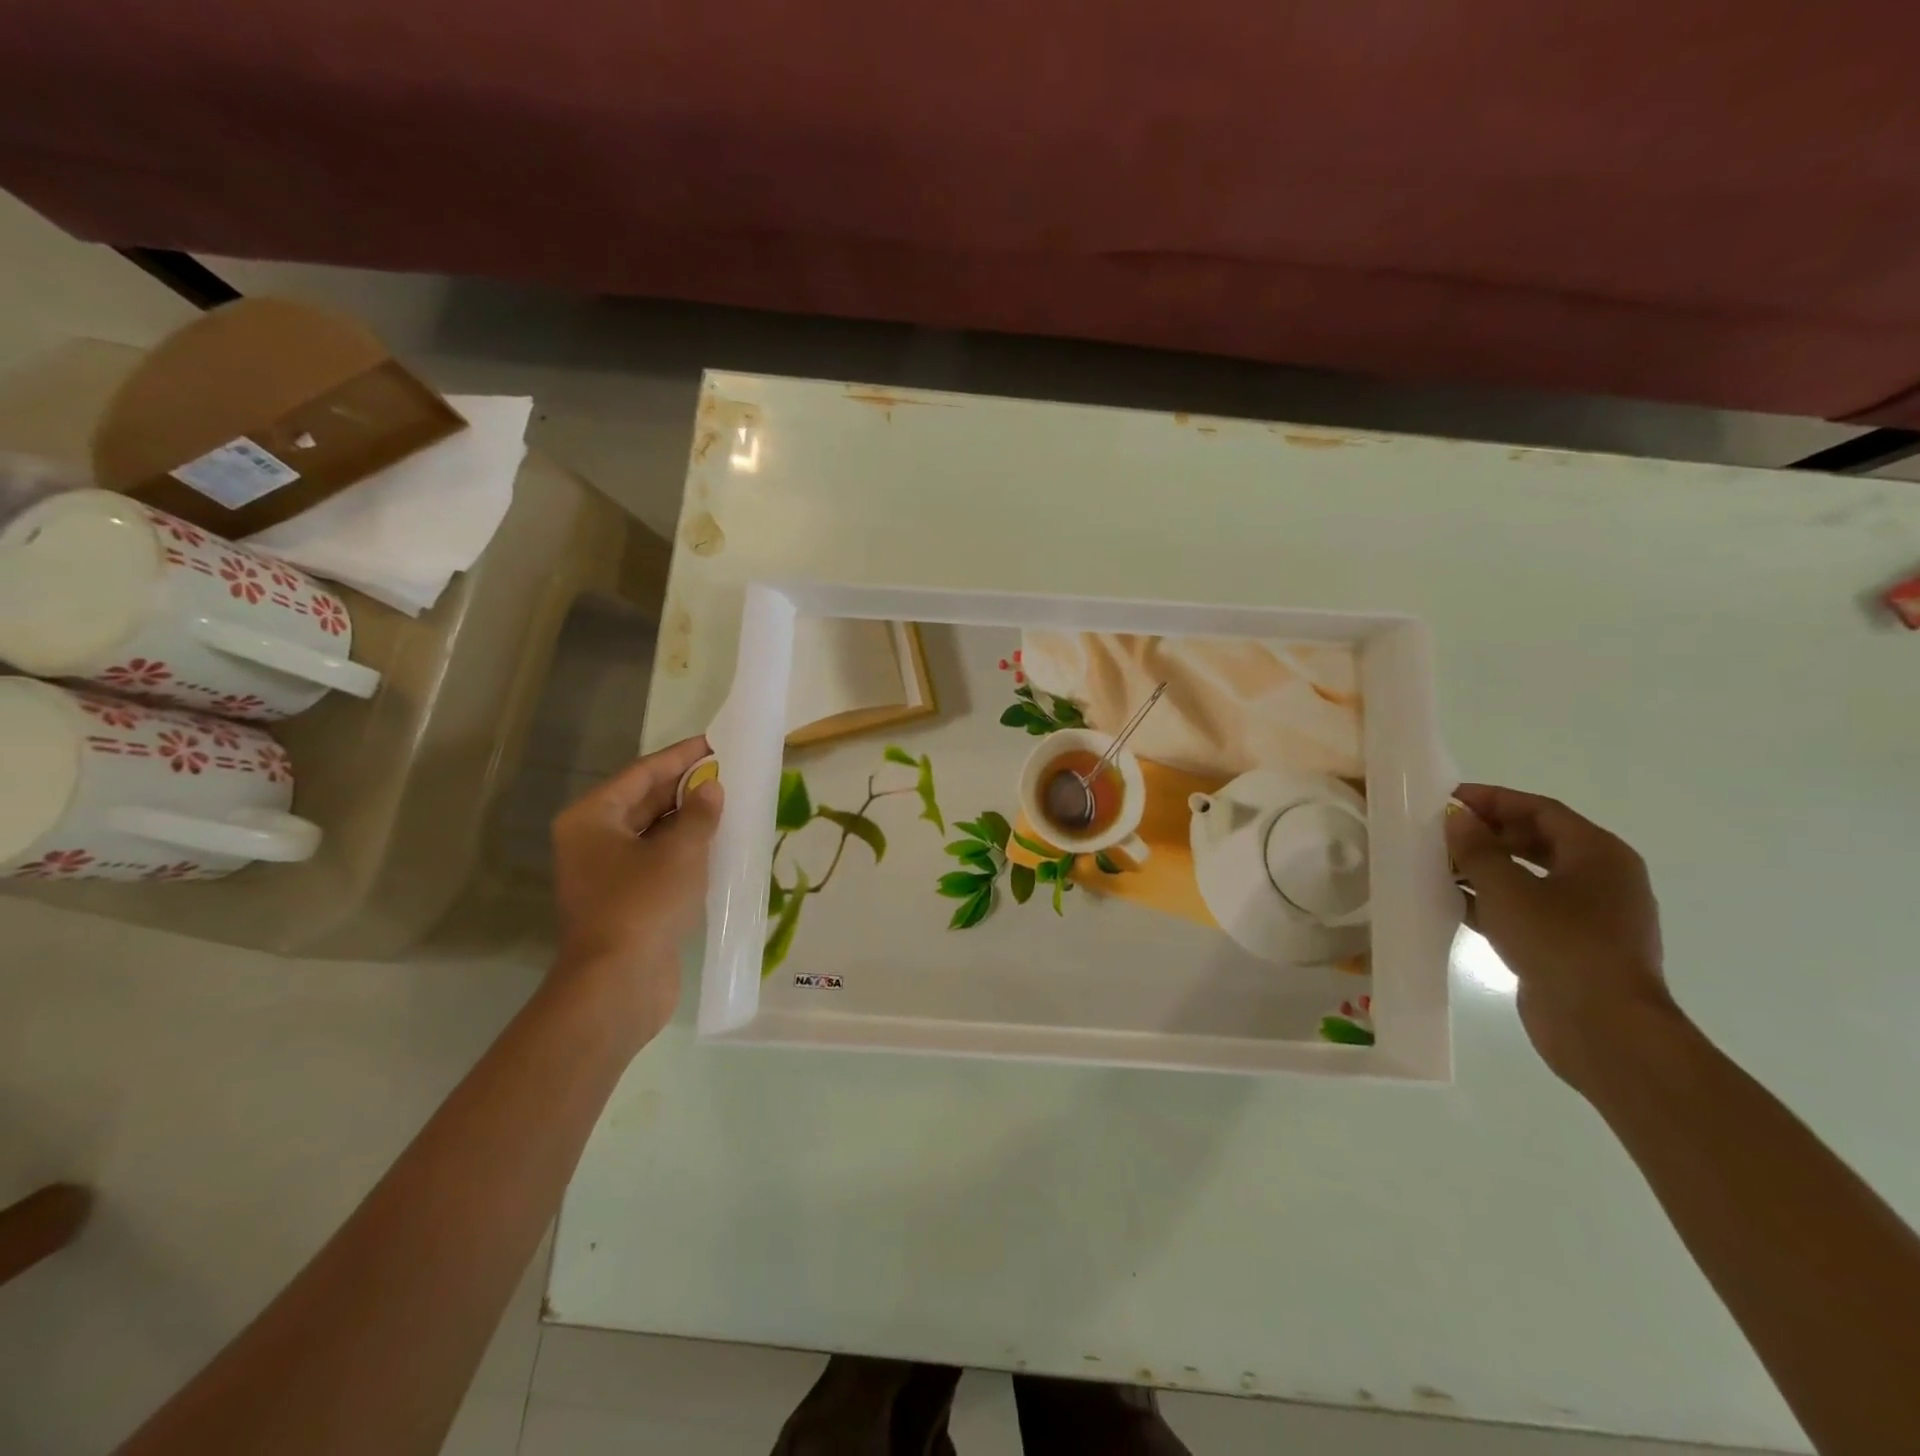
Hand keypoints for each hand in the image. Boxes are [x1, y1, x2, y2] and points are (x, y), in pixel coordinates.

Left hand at [549, 737, 721, 1045]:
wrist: (618, 983)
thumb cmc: (643, 903)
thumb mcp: (680, 851)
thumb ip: (699, 813)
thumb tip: (710, 789)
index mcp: (592, 818)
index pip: (642, 773)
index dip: (681, 756)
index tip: (713, 743)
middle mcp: (592, 840)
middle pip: (644, 801)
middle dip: (685, 787)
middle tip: (727, 772)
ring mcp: (607, 873)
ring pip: (653, 833)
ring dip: (688, 820)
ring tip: (729, 803)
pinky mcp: (625, 900)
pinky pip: (658, 861)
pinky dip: (685, 850)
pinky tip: (717, 844)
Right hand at [1446, 784, 1676, 1089]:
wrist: (1603, 1027)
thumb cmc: (1560, 942)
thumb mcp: (1507, 888)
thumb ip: (1477, 849)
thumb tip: (1457, 818)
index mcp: (1599, 854)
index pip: (1541, 810)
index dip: (1494, 799)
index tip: (1448, 798)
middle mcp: (1600, 879)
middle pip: (1537, 841)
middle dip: (1488, 833)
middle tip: (1440, 832)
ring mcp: (1588, 916)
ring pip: (1529, 877)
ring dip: (1485, 868)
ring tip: (1438, 864)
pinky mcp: (1570, 946)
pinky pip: (1526, 910)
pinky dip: (1491, 901)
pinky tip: (1452, 902)